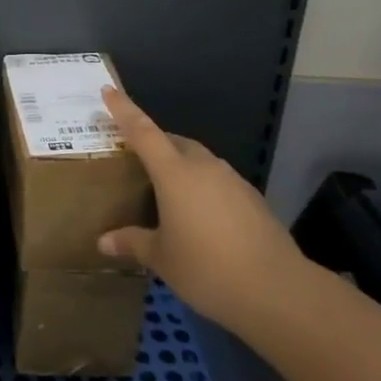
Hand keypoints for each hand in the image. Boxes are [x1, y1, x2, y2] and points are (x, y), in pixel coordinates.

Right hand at [96, 86, 310, 335]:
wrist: (276, 289)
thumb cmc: (207, 268)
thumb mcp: (162, 258)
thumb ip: (133, 243)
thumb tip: (103, 242)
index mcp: (174, 173)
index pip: (143, 131)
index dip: (124, 109)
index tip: (109, 90)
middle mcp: (204, 167)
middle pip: (174, 142)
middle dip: (154, 143)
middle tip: (137, 158)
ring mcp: (232, 180)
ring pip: (199, 161)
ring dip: (181, 166)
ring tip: (168, 192)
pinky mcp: (252, 198)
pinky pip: (219, 181)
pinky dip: (204, 187)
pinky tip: (201, 216)